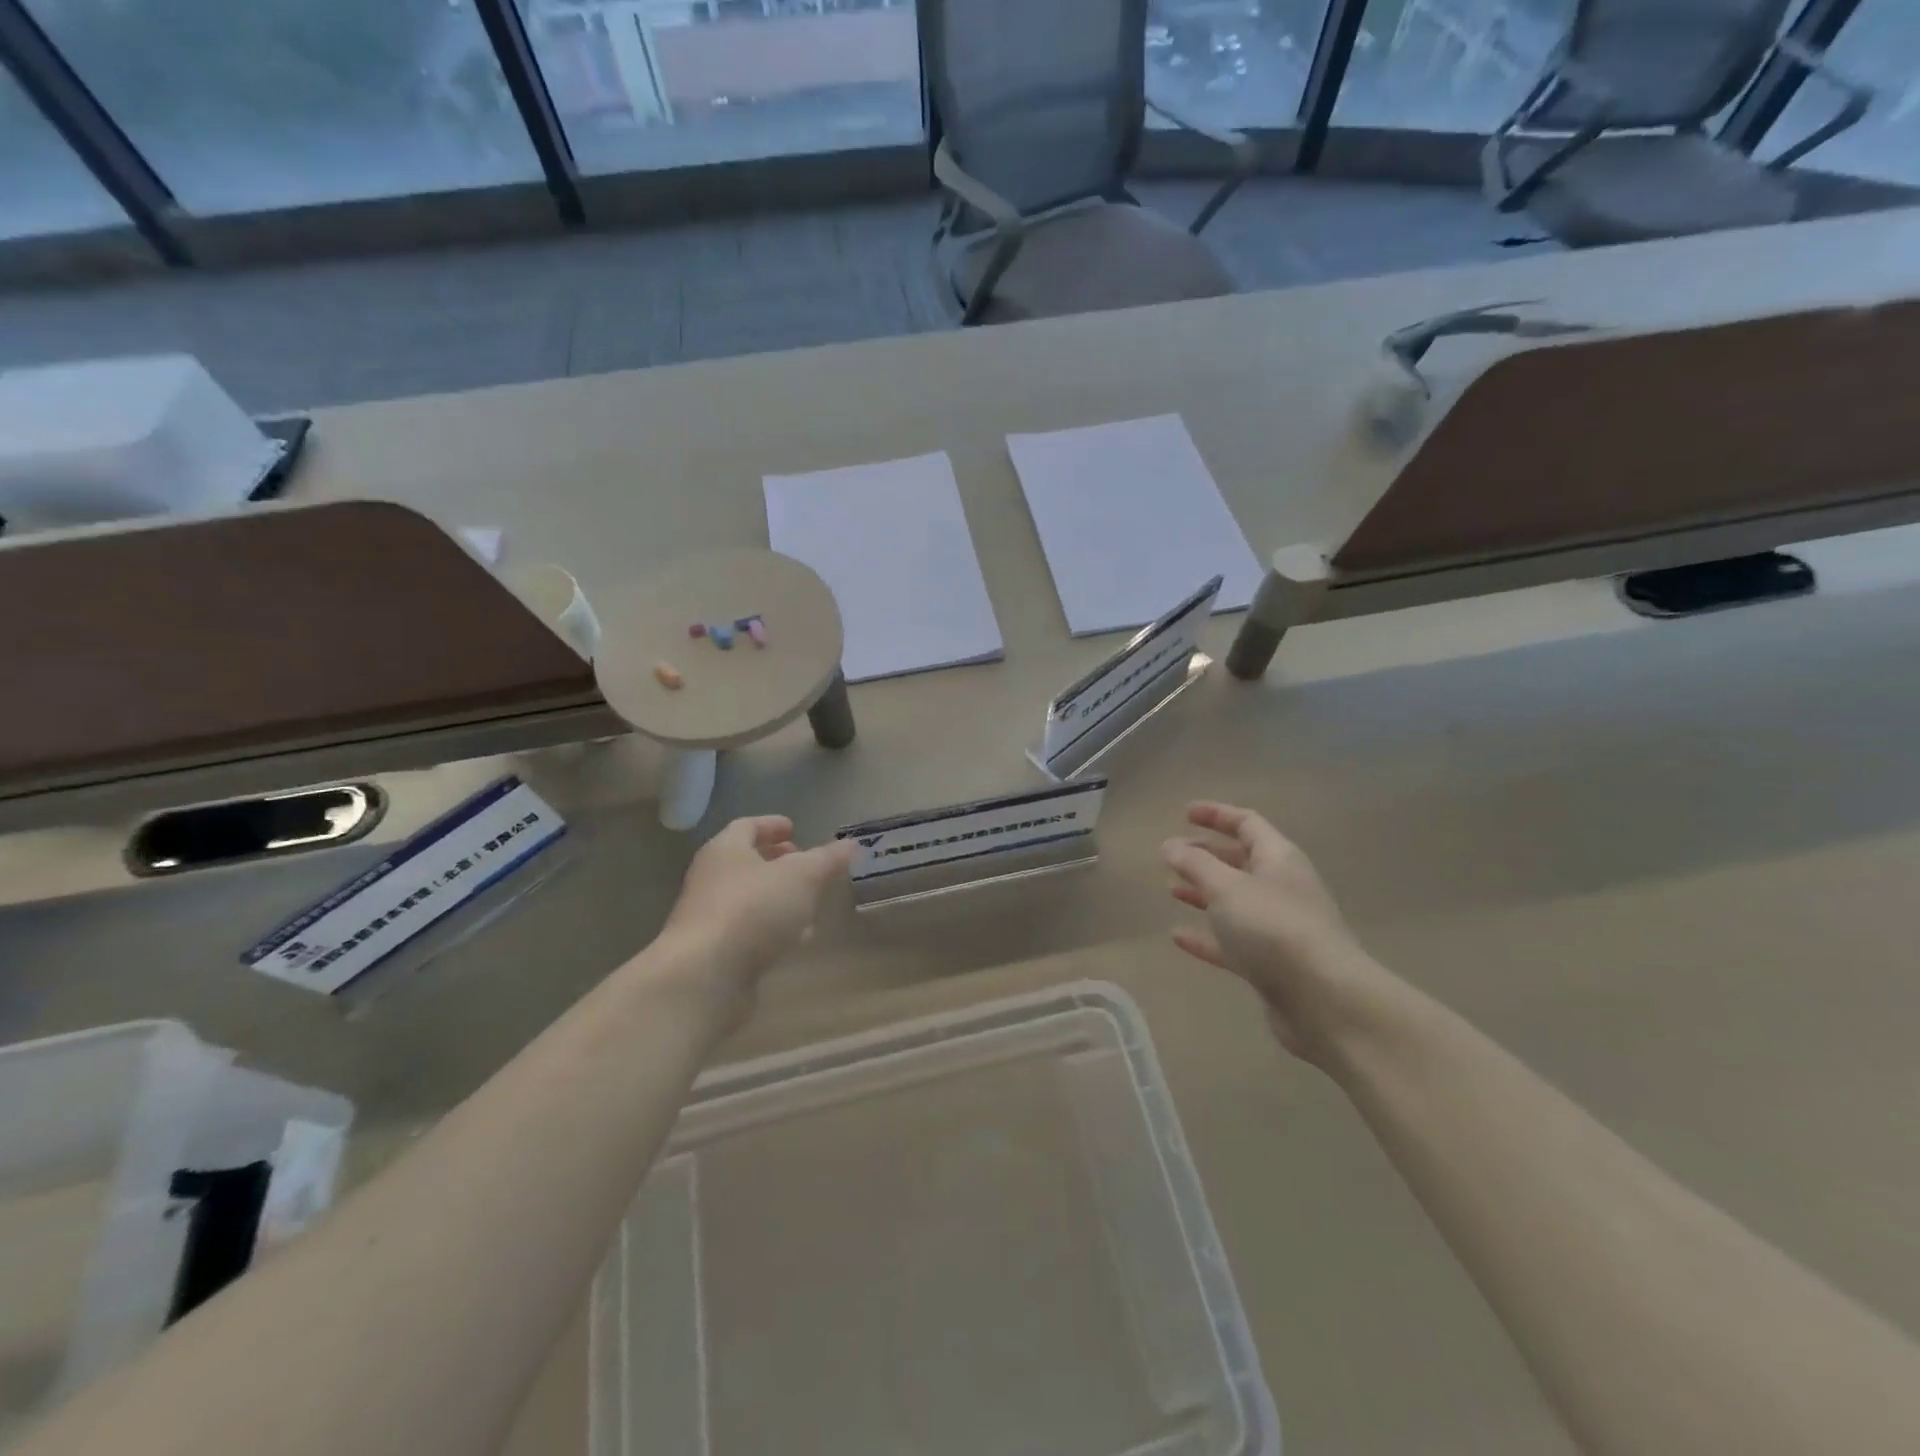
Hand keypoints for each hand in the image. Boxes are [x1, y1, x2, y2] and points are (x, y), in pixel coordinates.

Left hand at [659, 815, 855, 1015]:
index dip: (772, 825)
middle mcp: (711, 878)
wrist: (705, 976)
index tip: (795, 829)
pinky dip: (773, 929)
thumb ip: (827, 859)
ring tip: (809, 903)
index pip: (747, 826)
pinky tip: (797, 939)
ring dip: (777, 898)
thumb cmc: (753, 909)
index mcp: (726, 850)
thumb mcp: (803, 877)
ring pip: (749, 899)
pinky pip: (749, 931)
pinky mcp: (715, 953)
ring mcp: (710, 917)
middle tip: (806, 865)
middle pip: (746, 862)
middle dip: (777, 862)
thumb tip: (851, 844)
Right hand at [1162, 801, 1389, 1063]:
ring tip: (1172, 889)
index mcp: (1279, 858)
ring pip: (1236, 901)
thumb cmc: (1273, 928)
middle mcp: (1282, 887)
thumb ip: (1195, 864)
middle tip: (1173, 855)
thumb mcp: (1226, 888)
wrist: (1324, 999)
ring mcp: (1279, 927)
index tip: (1185, 813)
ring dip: (1205, 893)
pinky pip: (1233, 942)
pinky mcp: (1272, 963)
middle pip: (1242, 861)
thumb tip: (1170, 845)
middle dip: (1207, 855)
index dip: (1217, 814)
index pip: (1247, 824)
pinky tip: (1178, 937)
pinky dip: (1207, 936)